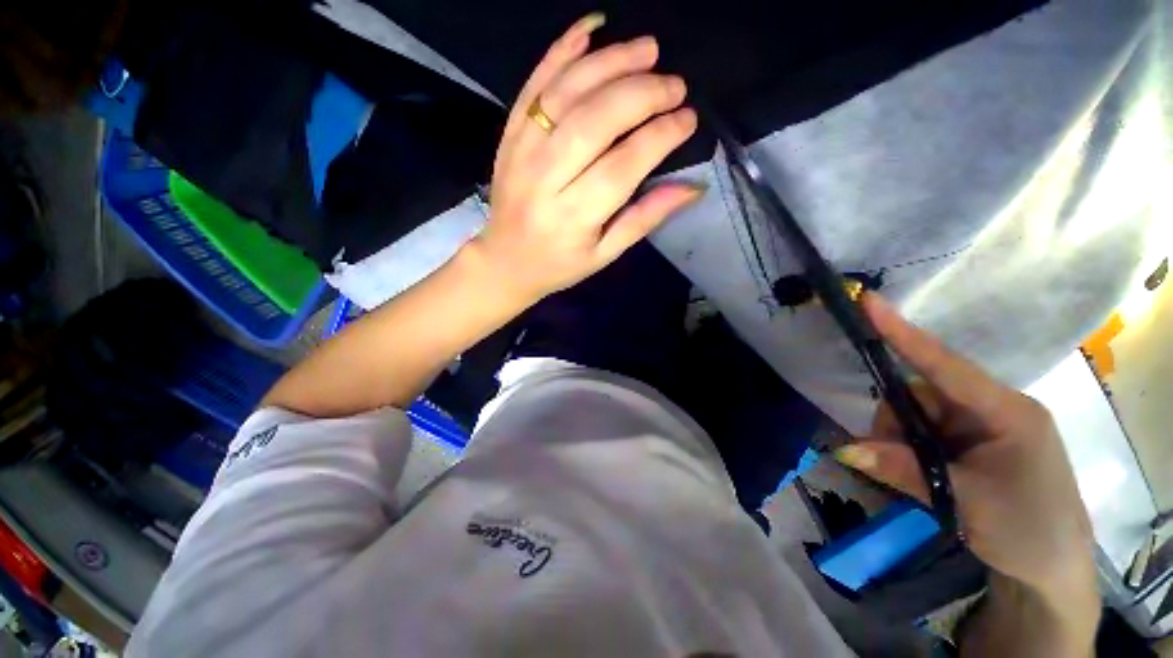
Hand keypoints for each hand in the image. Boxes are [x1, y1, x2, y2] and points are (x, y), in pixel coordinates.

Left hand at [469, 14, 701, 304]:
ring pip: (567, 94)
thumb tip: (692, 188)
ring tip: (647, 50)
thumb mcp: (605, 254)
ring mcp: (522, 152)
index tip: (688, 119)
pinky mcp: (509, 136)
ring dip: (610, 63)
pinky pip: (534, 85)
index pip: (623, 165)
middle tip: (674, 84)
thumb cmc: (560, 264)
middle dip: (642, 94)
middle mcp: (545, 179)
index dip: (660, 136)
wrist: (505, 261)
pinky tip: (590, 30)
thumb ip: (644, 219)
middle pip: (596, 121)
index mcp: (574, 216)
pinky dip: (561, 51)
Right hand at [835, 294, 1097, 602]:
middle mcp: (992, 409)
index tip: (869, 303)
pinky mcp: (973, 443)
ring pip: (918, 414)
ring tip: (912, 479)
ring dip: (900, 441)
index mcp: (1006, 411)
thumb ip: (903, 470)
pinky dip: (910, 450)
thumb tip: (845, 448)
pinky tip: (920, 475)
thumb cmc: (1025, 529)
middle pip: (922, 393)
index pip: (945, 365)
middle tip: (884, 458)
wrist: (1051, 570)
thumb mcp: (963, 501)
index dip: (904, 334)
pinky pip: (926, 432)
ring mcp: (982, 426)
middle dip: (895, 423)